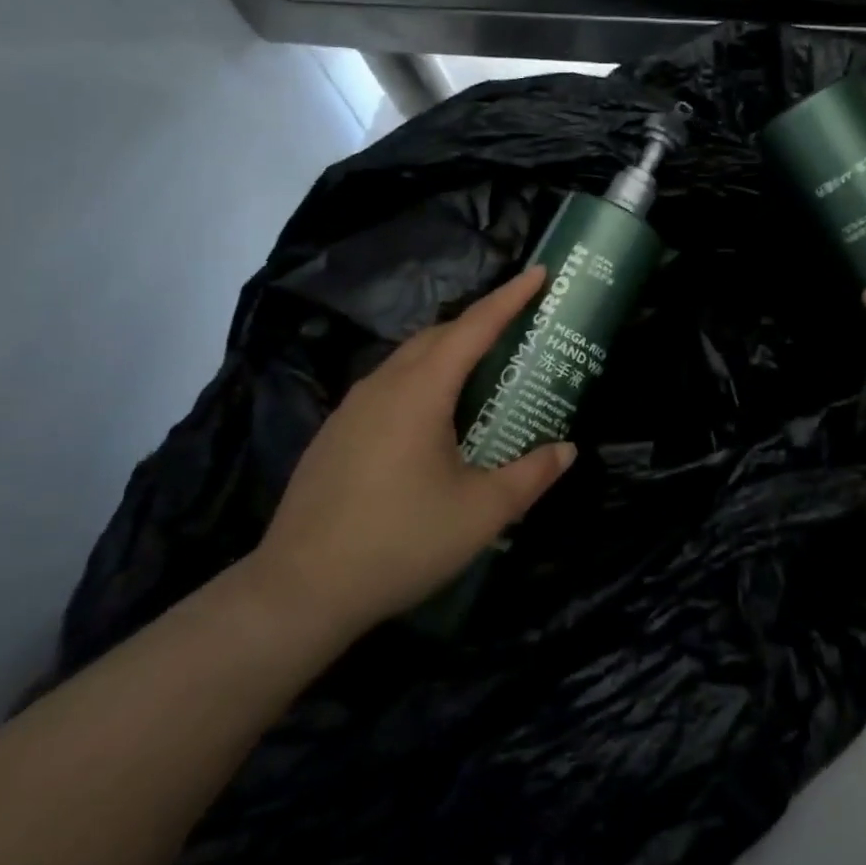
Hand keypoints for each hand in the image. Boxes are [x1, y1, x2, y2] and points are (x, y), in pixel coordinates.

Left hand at [247, 268, 576, 636]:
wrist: (298, 592)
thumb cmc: (399, 542)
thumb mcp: (482, 513)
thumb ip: (531, 475)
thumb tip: (568, 449)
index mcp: (421, 390)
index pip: (475, 326)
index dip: (510, 297)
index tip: (539, 272)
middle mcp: (384, 385)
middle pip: (439, 334)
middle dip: (481, 321)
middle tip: (519, 326)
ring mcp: (352, 408)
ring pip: (410, 358)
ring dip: (449, 350)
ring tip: (482, 368)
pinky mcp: (336, 433)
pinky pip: (389, 384)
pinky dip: (423, 378)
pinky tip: (433, 417)